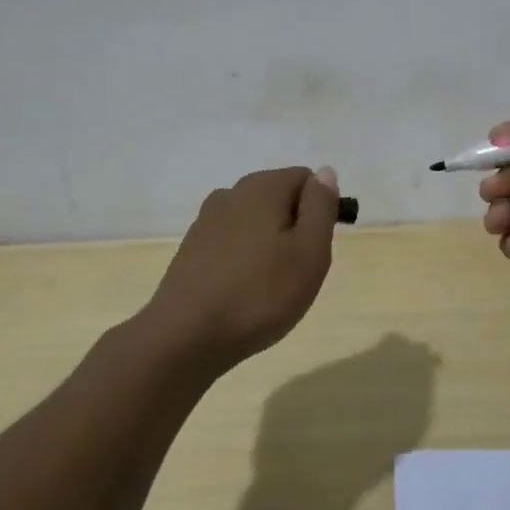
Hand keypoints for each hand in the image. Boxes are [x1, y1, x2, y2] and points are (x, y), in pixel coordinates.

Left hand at [144, 166, 339, 370]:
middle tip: (298, 272)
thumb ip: (321, 207)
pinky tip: (242, 293)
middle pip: (279, 198)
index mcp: (263, 186)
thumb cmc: (259, 294)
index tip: (316, 248)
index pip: (307, 179)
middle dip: (295, 229)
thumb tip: (325, 173)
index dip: (320, 211)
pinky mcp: (191, 248)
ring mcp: (206, 220)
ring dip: (269, 245)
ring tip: (270, 287)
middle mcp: (232, 193)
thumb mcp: (310, 252)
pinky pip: (232, 242)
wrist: (185, 337)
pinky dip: (244, 260)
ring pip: (255, 222)